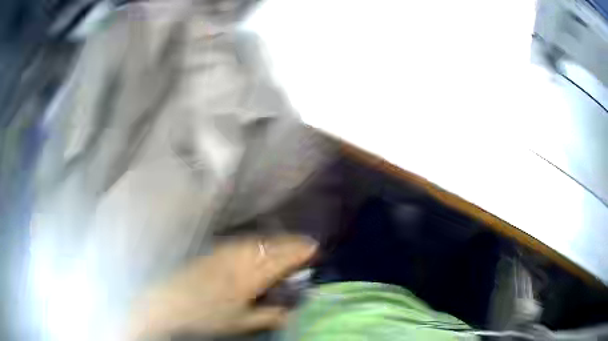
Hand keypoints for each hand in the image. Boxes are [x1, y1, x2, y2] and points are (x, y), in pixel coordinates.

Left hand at [126, 234, 316, 339]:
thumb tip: (291, 313)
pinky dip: (256, 240)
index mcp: (249, 279)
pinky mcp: (215, 252)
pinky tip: (259, 242)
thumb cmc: (208, 316)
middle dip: (291, 243)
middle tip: (307, 242)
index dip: (298, 254)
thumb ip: (269, 316)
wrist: (173, 302)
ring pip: (256, 241)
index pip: (280, 262)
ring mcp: (225, 253)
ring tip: (288, 241)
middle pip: (270, 247)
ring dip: (275, 240)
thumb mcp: (241, 322)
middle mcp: (239, 261)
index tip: (314, 248)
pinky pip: (242, 241)